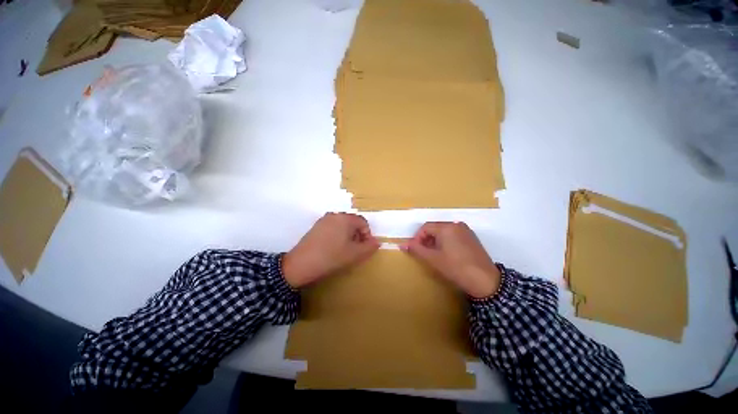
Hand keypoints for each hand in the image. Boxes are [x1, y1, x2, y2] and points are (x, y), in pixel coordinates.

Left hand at [282, 212, 379, 287]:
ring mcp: (324, 220)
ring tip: (344, 250)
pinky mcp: (316, 227)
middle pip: (352, 222)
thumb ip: (369, 247)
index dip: (367, 235)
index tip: (364, 248)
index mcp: (345, 218)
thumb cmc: (332, 257)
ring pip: (342, 225)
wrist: (301, 264)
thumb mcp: (354, 254)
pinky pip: (332, 228)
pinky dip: (337, 236)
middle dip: (357, 235)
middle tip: (355, 250)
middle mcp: (335, 215)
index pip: (363, 222)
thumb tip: (376, 242)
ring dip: (347, 236)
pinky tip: (332, 248)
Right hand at [402, 222, 500, 298]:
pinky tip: (447, 255)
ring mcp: (465, 230)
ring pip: (444, 232)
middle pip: (435, 228)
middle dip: (427, 239)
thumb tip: (402, 244)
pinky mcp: (471, 238)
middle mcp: (456, 224)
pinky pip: (453, 235)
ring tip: (435, 255)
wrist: (485, 281)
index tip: (416, 250)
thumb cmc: (455, 267)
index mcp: (446, 227)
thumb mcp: (433, 259)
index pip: (426, 227)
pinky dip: (446, 242)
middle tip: (425, 253)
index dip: (418, 238)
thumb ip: (416, 249)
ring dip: (436, 241)